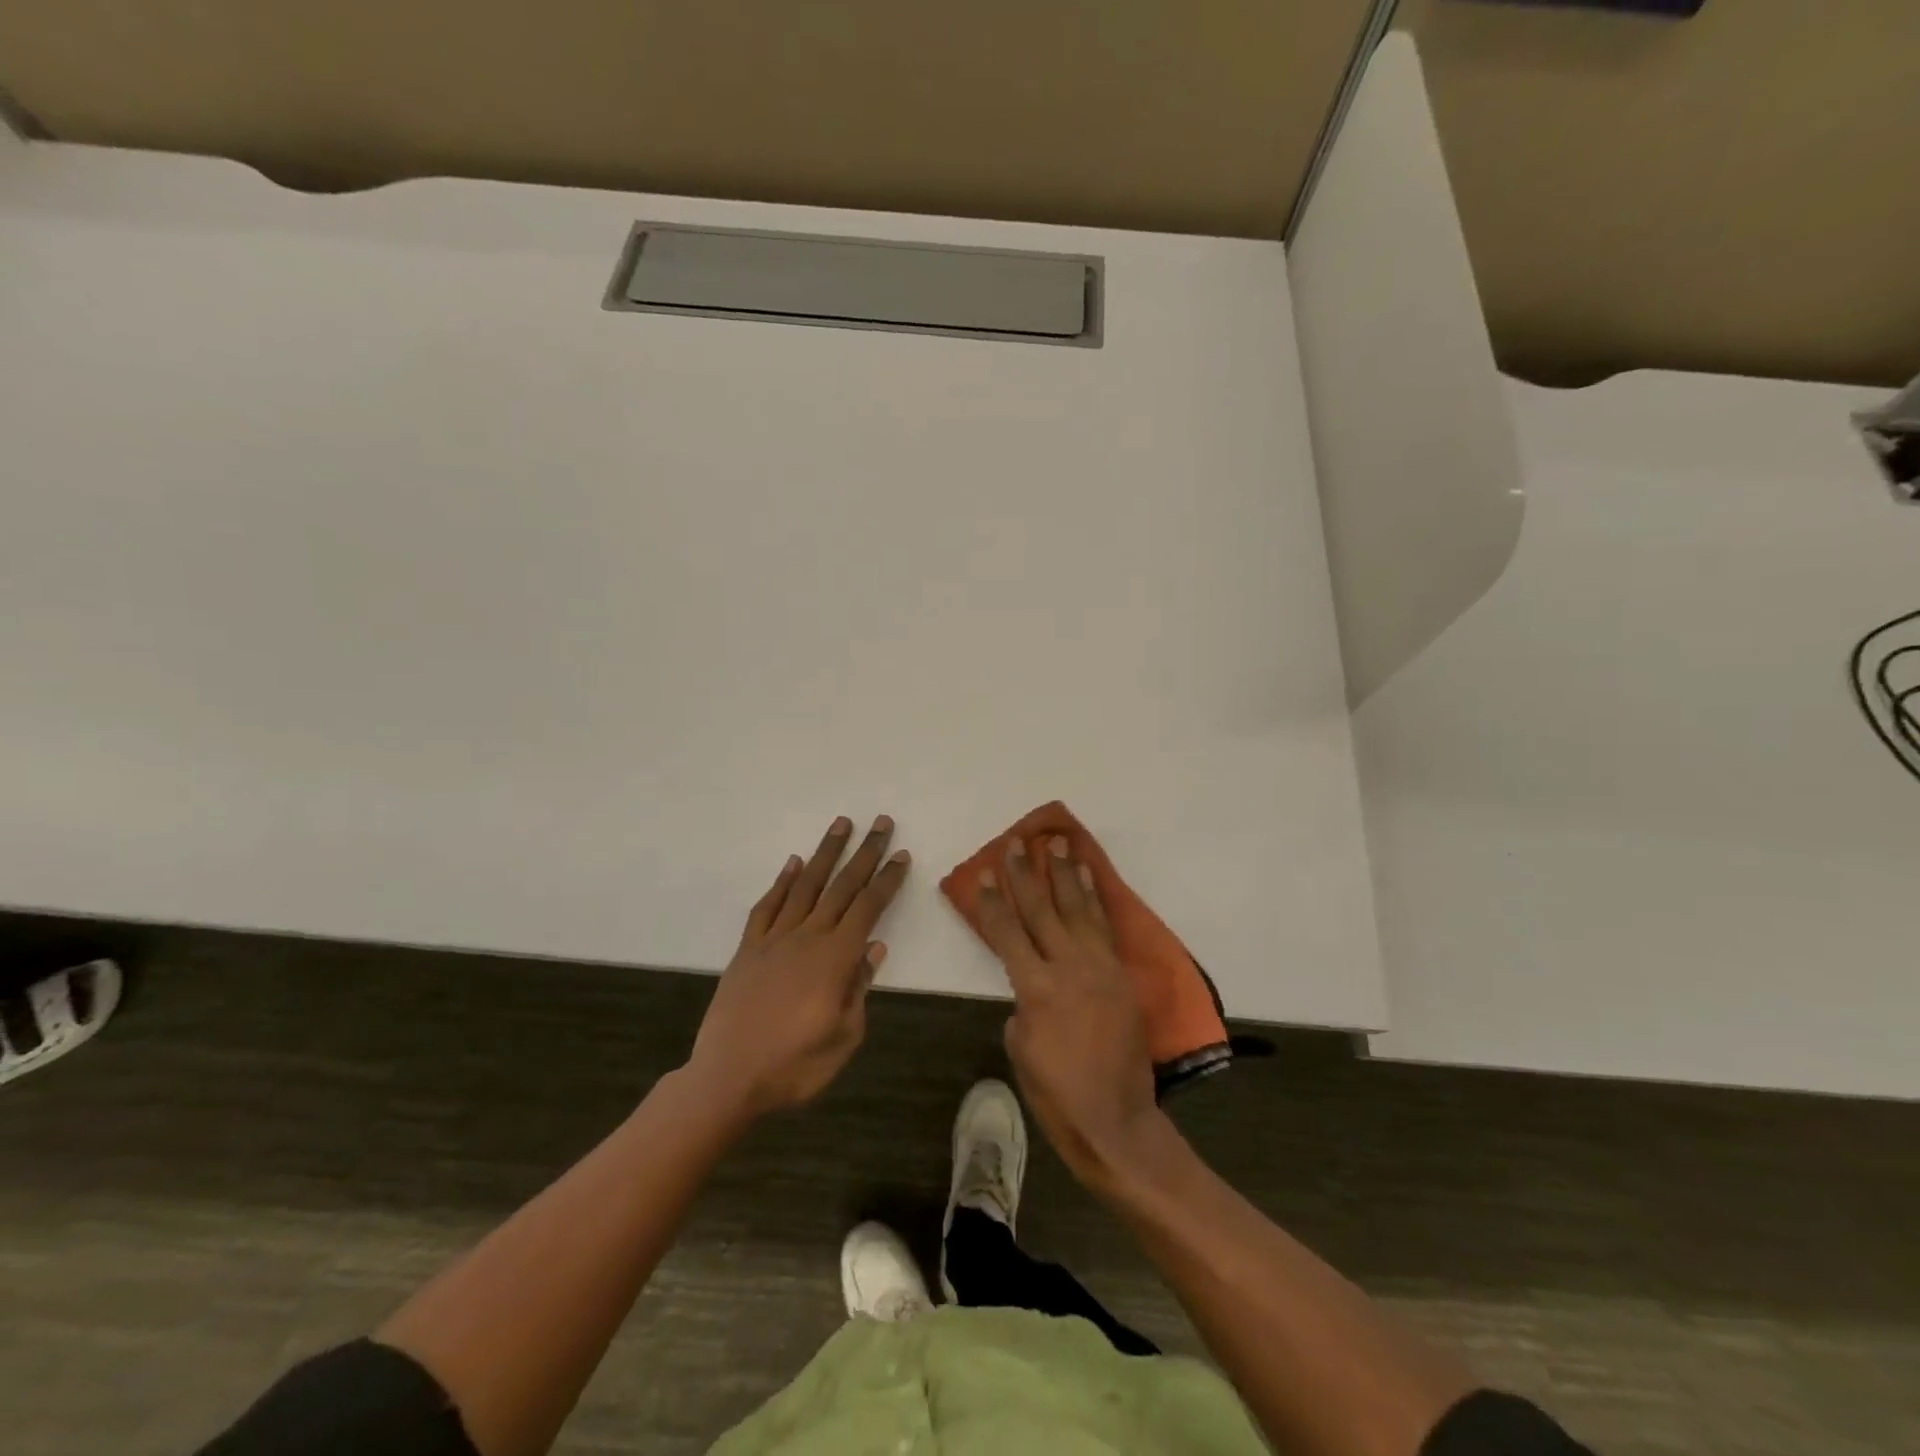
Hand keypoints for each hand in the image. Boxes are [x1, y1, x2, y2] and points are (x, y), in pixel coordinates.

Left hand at [686, 816, 909, 1119]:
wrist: (727, 1079)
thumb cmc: (794, 1066)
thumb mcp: (843, 1038)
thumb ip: (859, 989)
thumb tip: (874, 949)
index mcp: (835, 959)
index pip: (869, 909)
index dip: (887, 880)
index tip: (902, 855)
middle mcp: (807, 938)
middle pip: (842, 887)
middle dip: (865, 853)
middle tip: (881, 823)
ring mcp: (774, 940)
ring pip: (805, 886)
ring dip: (825, 853)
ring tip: (841, 824)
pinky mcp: (748, 949)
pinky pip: (767, 907)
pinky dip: (781, 882)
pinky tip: (793, 863)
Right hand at [976, 835, 1165, 1190]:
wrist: (1115, 1119)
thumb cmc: (1057, 1094)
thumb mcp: (1021, 1051)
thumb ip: (1022, 1007)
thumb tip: (1031, 987)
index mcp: (1037, 989)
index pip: (1008, 934)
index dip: (995, 902)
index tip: (986, 872)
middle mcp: (1069, 968)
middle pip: (1042, 911)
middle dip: (1026, 875)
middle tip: (1016, 843)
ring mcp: (1100, 968)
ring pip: (1077, 909)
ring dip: (1064, 874)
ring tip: (1057, 843)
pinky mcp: (1121, 975)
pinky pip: (1105, 926)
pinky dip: (1094, 898)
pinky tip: (1087, 876)